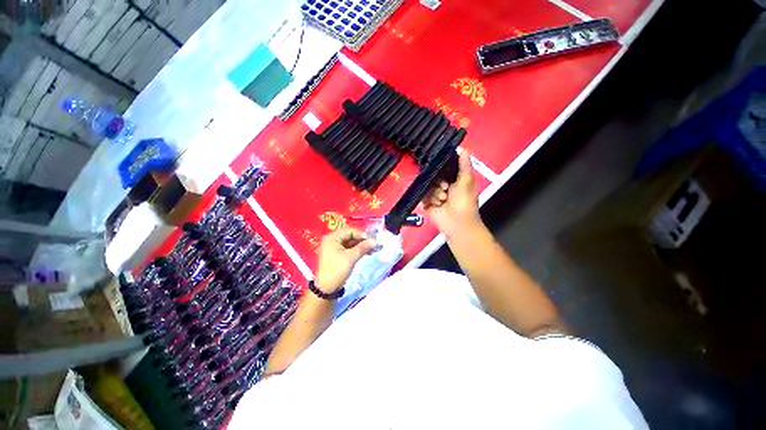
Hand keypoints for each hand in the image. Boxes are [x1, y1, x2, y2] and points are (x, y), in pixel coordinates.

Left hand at [315, 228, 376, 292]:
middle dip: (362, 240)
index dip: (361, 235)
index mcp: (332, 238)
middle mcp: (331, 240)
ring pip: (350, 243)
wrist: (327, 288)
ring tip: (371, 250)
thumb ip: (363, 247)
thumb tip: (375, 241)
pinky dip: (356, 250)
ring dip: (360, 246)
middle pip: (350, 236)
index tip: (372, 241)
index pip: (350, 231)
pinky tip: (365, 253)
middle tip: (373, 245)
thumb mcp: (351, 257)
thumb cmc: (337, 270)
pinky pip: (348, 248)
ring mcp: (333, 248)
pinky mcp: (336, 255)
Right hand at [423, 150, 481, 237]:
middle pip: (433, 178)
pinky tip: (436, 204)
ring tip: (442, 200)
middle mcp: (443, 187)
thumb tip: (464, 148)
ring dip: (435, 193)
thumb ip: (464, 165)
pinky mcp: (427, 204)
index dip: (441, 169)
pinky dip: (430, 200)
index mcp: (453, 181)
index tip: (442, 170)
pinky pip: (423, 196)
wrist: (457, 223)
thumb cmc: (464, 201)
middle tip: (445, 189)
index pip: (442, 170)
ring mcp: (434, 196)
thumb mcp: (466, 181)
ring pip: (428, 187)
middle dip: (439, 183)